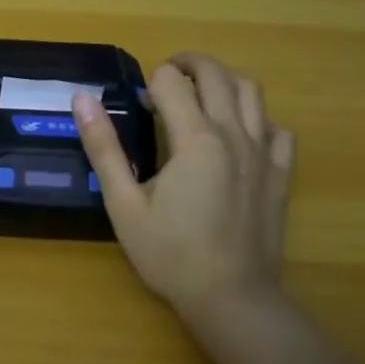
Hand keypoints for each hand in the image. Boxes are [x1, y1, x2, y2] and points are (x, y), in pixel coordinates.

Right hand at [71, 53, 294, 317]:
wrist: (233, 300)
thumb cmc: (171, 254)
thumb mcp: (124, 204)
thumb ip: (104, 148)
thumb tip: (83, 99)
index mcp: (195, 139)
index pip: (171, 81)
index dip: (151, 82)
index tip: (141, 105)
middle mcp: (234, 134)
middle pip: (216, 73)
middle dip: (187, 63)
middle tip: (166, 77)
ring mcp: (264, 152)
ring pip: (251, 91)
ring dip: (223, 80)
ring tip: (202, 93)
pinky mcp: (281, 173)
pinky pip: (277, 128)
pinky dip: (258, 117)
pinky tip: (239, 133)